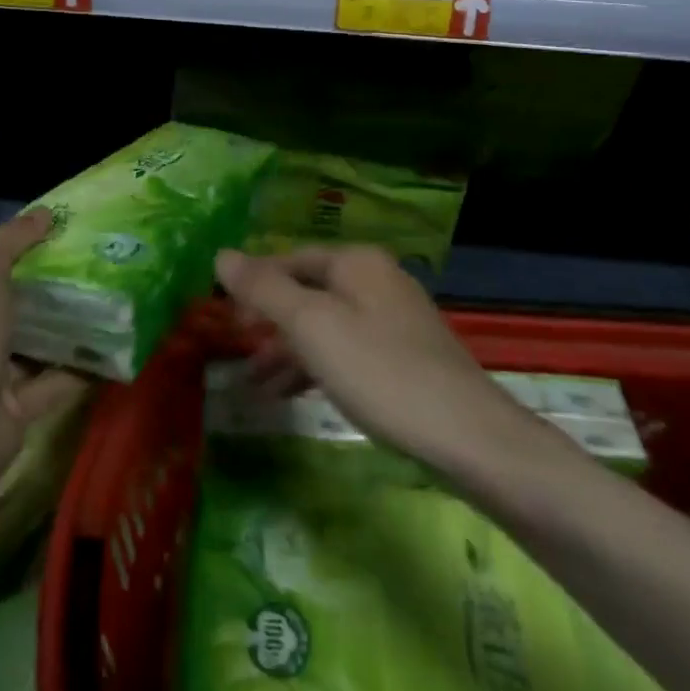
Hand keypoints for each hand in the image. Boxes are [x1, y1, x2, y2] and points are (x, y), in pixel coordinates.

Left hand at [0, 209, 92, 485]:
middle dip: (41, 294)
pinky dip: (78, 368)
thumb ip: (10, 239)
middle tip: (85, 272)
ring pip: (31, 346)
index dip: (8, 258)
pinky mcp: (13, 412)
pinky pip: (53, 382)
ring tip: (104, 303)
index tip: (50, 244)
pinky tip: (110, 349)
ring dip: (62, 330)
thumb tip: (45, 214)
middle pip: (5, 311)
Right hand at [214, 245, 529, 476]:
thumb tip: (221, 254)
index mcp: (355, 262)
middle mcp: (375, 280)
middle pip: (307, 292)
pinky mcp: (403, 356)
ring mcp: (393, 318)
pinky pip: (346, 350)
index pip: (289, 260)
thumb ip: (264, 289)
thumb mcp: (311, 327)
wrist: (468, 436)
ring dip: (288, 351)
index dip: (253, 285)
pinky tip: (294, 396)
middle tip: (237, 350)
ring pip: (325, 326)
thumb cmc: (380, 371)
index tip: (223, 318)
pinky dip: (317, 368)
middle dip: (269, 322)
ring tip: (255, 386)